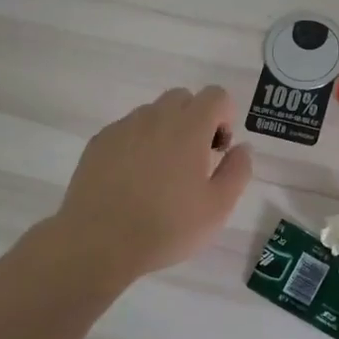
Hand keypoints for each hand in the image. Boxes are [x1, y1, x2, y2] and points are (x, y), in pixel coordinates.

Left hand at [50, 86, 253, 283]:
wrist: (97, 243)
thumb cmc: (166, 227)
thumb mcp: (218, 208)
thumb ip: (238, 171)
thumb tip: (241, 147)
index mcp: (189, 126)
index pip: (216, 95)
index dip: (225, 118)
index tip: (218, 151)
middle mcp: (155, 117)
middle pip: (183, 98)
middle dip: (195, 120)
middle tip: (193, 161)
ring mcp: (123, 127)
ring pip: (153, 113)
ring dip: (165, 131)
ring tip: (160, 174)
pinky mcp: (99, 142)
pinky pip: (127, 130)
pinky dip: (137, 144)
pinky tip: (132, 181)